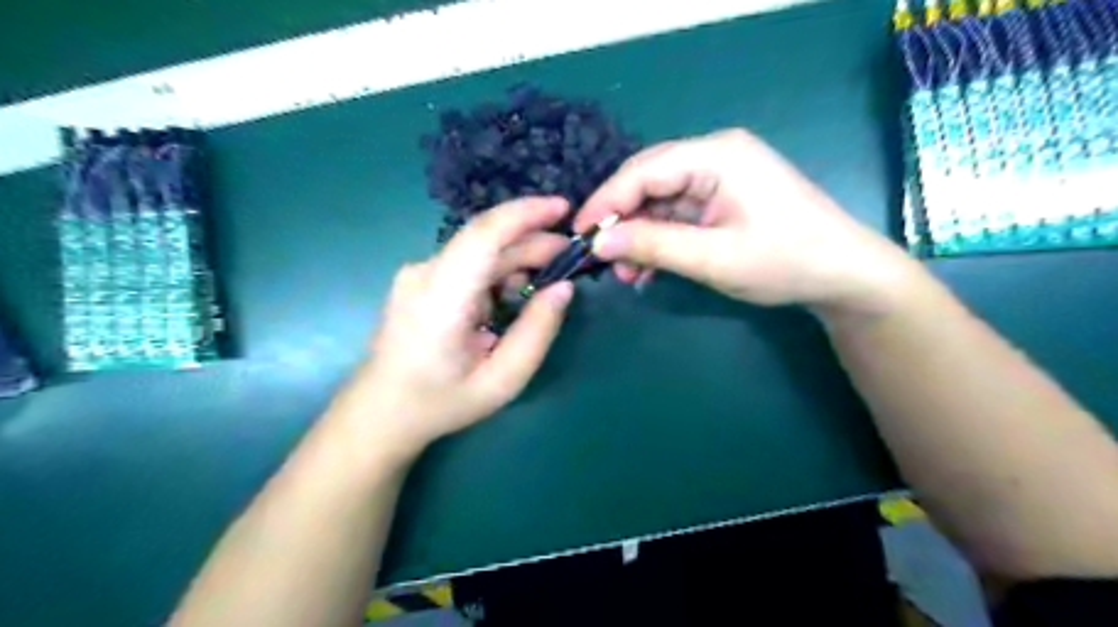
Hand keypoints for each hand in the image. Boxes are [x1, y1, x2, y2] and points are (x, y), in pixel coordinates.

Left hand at [337, 199, 571, 456]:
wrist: (380, 412)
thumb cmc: (441, 402)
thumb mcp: (502, 380)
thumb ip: (537, 331)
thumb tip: (563, 288)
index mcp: (442, 297)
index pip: (485, 233)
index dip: (526, 213)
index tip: (564, 208)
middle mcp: (425, 273)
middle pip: (485, 239)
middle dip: (532, 241)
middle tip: (569, 255)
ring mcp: (417, 274)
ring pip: (477, 250)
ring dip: (515, 257)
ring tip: (545, 279)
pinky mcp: (418, 281)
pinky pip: (465, 263)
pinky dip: (495, 270)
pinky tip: (511, 293)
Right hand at [570, 131, 921, 317]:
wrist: (843, 276)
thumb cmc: (785, 262)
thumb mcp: (713, 258)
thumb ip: (653, 245)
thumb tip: (597, 243)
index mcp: (716, 155)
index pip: (643, 170)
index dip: (605, 202)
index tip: (578, 235)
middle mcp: (714, 156)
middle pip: (647, 181)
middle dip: (621, 221)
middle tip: (600, 258)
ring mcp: (719, 177)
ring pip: (659, 201)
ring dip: (639, 236)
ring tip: (626, 276)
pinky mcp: (722, 199)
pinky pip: (677, 215)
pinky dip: (659, 241)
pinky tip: (648, 270)